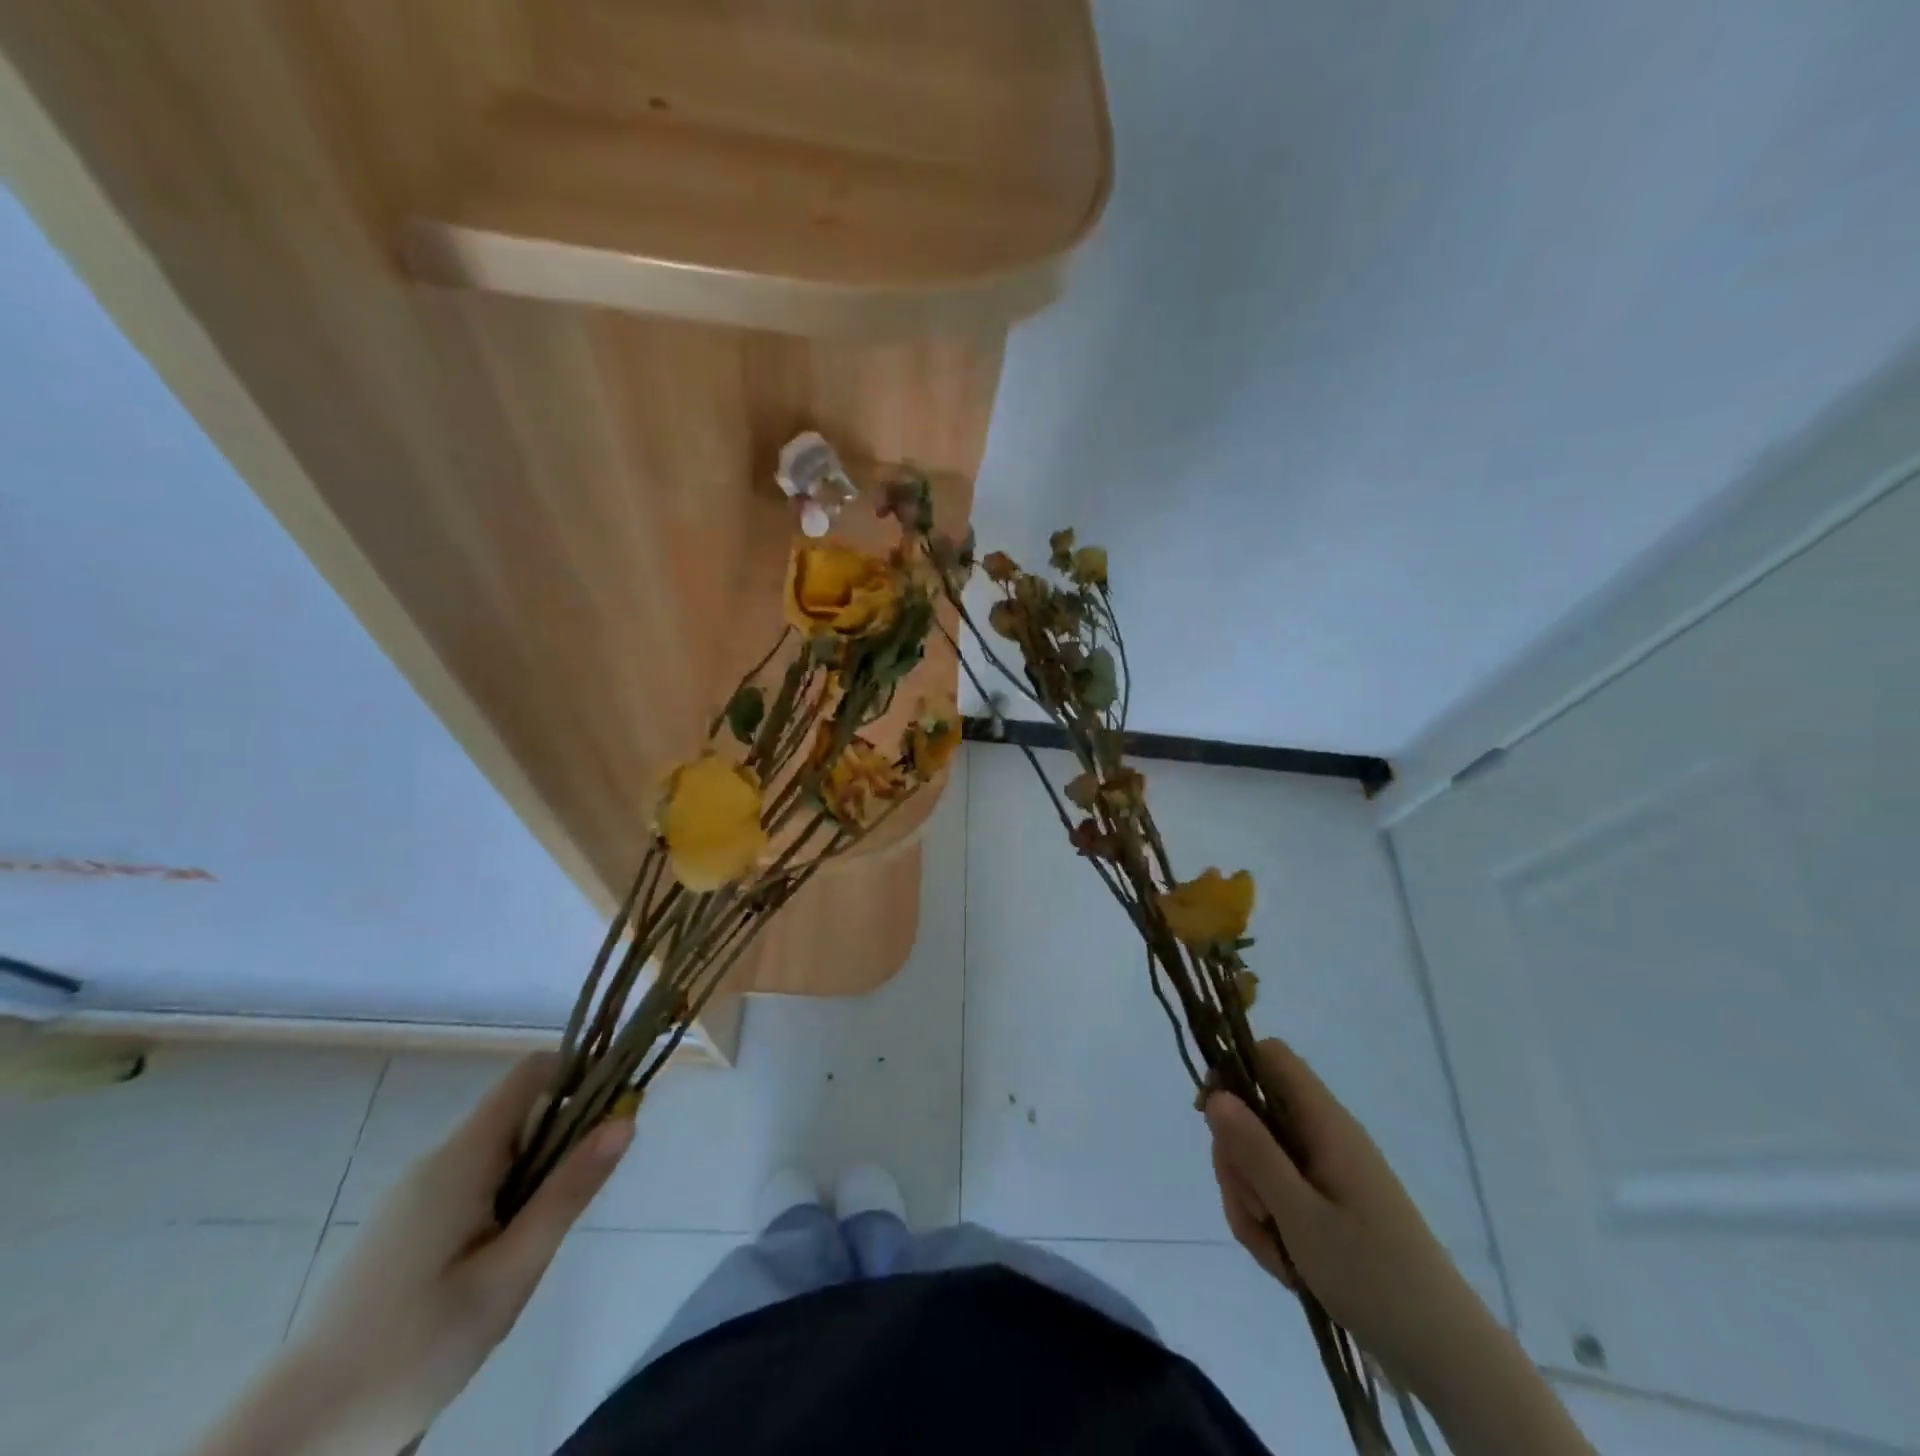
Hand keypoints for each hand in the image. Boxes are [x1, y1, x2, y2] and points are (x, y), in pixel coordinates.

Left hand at [193, 1055, 632, 1455]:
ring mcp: (415, 1194)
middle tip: (582, 1197)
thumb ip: (568, 1191)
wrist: (292, 1441)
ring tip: (536, 1244)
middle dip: (564, 1136)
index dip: (580, 1074)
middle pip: (520, 1112)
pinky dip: (505, 1198)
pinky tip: (497, 1263)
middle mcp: (437, 1160)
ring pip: (500, 1153)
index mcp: (462, 1158)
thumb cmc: (414, 1350)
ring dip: (536, 1174)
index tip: (615, 1110)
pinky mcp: (404, 1226)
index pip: (532, 1074)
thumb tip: (625, 1119)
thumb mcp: (510, 1273)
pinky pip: (474, 1183)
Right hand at [1203, 1038, 1489, 1394]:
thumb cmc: (1372, 1275)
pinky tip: (1285, 1262)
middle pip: (1253, 1114)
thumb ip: (1254, 1151)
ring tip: (1274, 1251)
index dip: (1233, 1071)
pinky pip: (1275, 1192)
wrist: (1443, 1354)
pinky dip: (1268, 1222)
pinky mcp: (1325, 1201)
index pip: (1270, 1057)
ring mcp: (1324, 1169)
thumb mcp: (1300, 1215)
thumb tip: (1214, 1094)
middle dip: (1237, 1161)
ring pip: (1258, 1158)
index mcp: (1324, 1122)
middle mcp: (1322, 1135)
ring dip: (1249, 1201)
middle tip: (1255, 1212)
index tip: (1209, 1116)